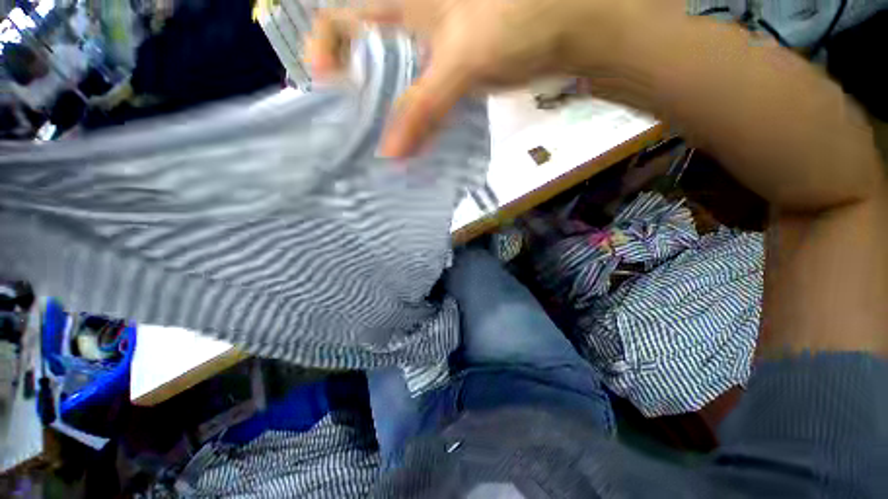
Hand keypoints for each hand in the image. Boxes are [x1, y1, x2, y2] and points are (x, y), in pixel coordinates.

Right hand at [306, 0, 633, 157]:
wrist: (560, 29)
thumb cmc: (510, 20)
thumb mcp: (460, 59)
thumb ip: (423, 106)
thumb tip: (390, 154)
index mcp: (399, 6)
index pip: (340, 19)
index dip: (325, 50)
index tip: (325, 93)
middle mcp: (406, 28)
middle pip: (364, 59)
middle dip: (354, 94)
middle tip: (352, 135)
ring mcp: (427, 55)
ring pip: (392, 83)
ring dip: (384, 114)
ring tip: (377, 148)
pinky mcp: (445, 78)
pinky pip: (418, 101)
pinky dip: (412, 122)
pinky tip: (411, 145)